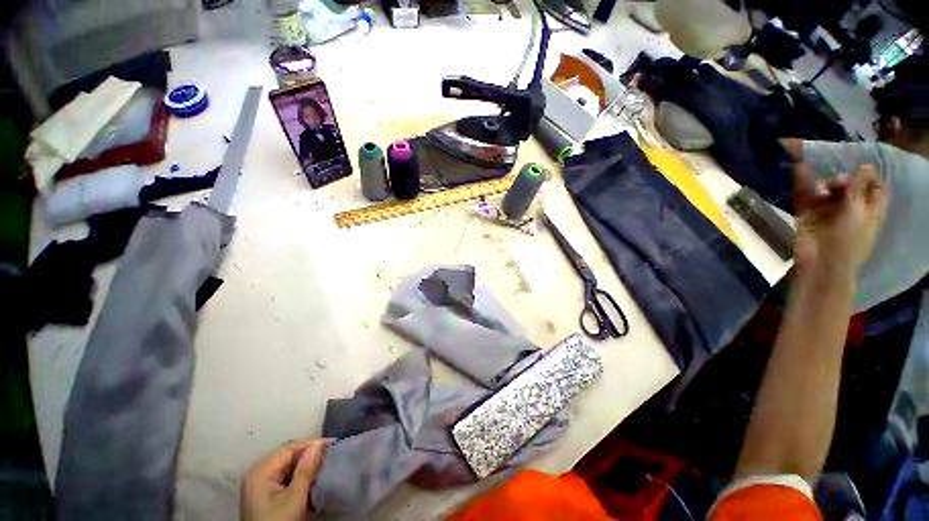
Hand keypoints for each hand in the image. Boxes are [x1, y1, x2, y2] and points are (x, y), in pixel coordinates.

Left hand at [241, 438, 325, 520]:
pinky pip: (285, 477)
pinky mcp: (265, 495)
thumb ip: (306, 469)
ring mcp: (260, 484)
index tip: (333, 443)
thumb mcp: (295, 497)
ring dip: (306, 466)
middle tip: (329, 456)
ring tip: (323, 467)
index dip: (311, 443)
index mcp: (261, 470)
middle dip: (309, 455)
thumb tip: (319, 443)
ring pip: (288, 466)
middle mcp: (258, 473)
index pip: (289, 447)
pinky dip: (299, 476)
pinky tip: (311, 480)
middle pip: (288, 456)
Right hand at [793, 163, 888, 275]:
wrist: (820, 263)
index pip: (875, 186)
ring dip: (825, 184)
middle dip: (843, 180)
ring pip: (828, 189)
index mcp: (869, 209)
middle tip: (837, 183)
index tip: (861, 170)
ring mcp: (828, 211)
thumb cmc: (847, 240)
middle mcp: (850, 208)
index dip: (868, 176)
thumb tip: (865, 165)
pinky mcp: (808, 214)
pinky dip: (802, 182)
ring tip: (821, 191)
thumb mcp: (858, 212)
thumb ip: (860, 188)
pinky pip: (805, 195)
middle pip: (849, 185)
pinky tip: (799, 168)